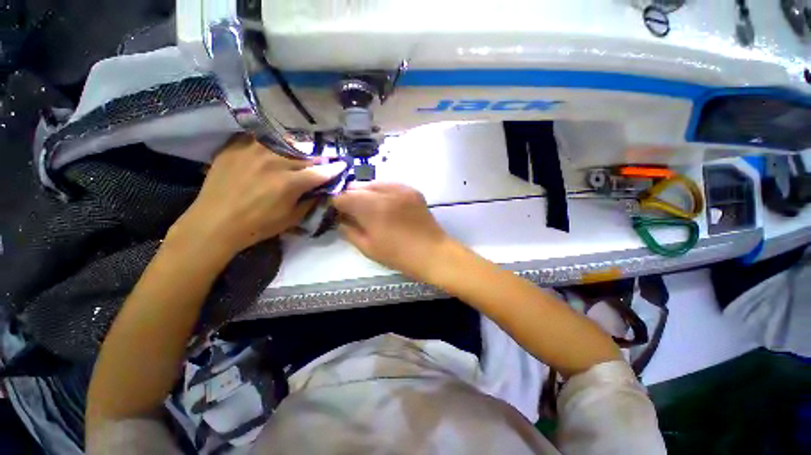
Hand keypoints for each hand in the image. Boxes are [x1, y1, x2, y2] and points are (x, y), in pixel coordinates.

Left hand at [171, 136, 341, 256]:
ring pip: (284, 143)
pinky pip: (260, 139)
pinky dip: (272, 144)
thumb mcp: (291, 219)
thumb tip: (321, 191)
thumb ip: (310, 202)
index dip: (334, 168)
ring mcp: (252, 151)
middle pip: (304, 155)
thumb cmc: (257, 226)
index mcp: (289, 183)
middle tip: (321, 162)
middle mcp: (273, 162)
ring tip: (298, 154)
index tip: (342, 165)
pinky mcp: (235, 148)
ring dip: (296, 149)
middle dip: (317, 159)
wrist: (214, 223)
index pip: (320, 171)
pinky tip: (272, 151)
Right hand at [332, 182, 450, 280]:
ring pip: (373, 183)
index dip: (337, 204)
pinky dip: (382, 191)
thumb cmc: (399, 255)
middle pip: (357, 186)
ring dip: (366, 193)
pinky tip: (385, 203)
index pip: (343, 196)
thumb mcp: (368, 247)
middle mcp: (386, 192)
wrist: (432, 252)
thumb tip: (340, 219)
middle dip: (350, 197)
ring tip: (369, 207)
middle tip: (352, 211)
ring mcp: (401, 188)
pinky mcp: (412, 190)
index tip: (338, 212)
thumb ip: (349, 230)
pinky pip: (390, 184)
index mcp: (372, 208)